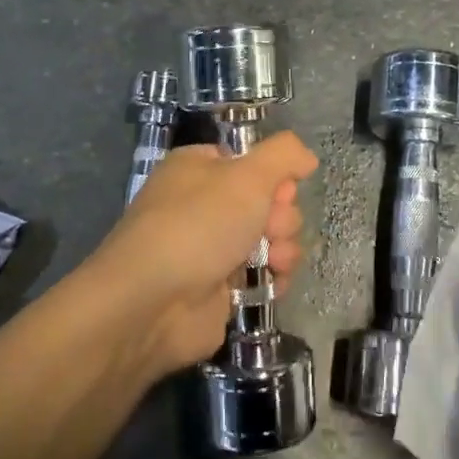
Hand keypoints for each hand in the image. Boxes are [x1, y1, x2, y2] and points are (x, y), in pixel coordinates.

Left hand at [87, 133, 318, 376]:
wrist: (152, 303)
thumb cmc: (198, 225)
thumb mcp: (247, 175)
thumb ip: (283, 155)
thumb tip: (306, 156)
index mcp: (200, 169)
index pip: (253, 163)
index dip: (275, 177)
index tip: (281, 192)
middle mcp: (205, 205)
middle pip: (269, 202)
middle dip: (281, 218)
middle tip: (270, 230)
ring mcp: (212, 248)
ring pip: (271, 240)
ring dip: (284, 249)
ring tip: (273, 262)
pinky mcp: (221, 288)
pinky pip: (263, 275)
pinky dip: (274, 279)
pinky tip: (272, 284)